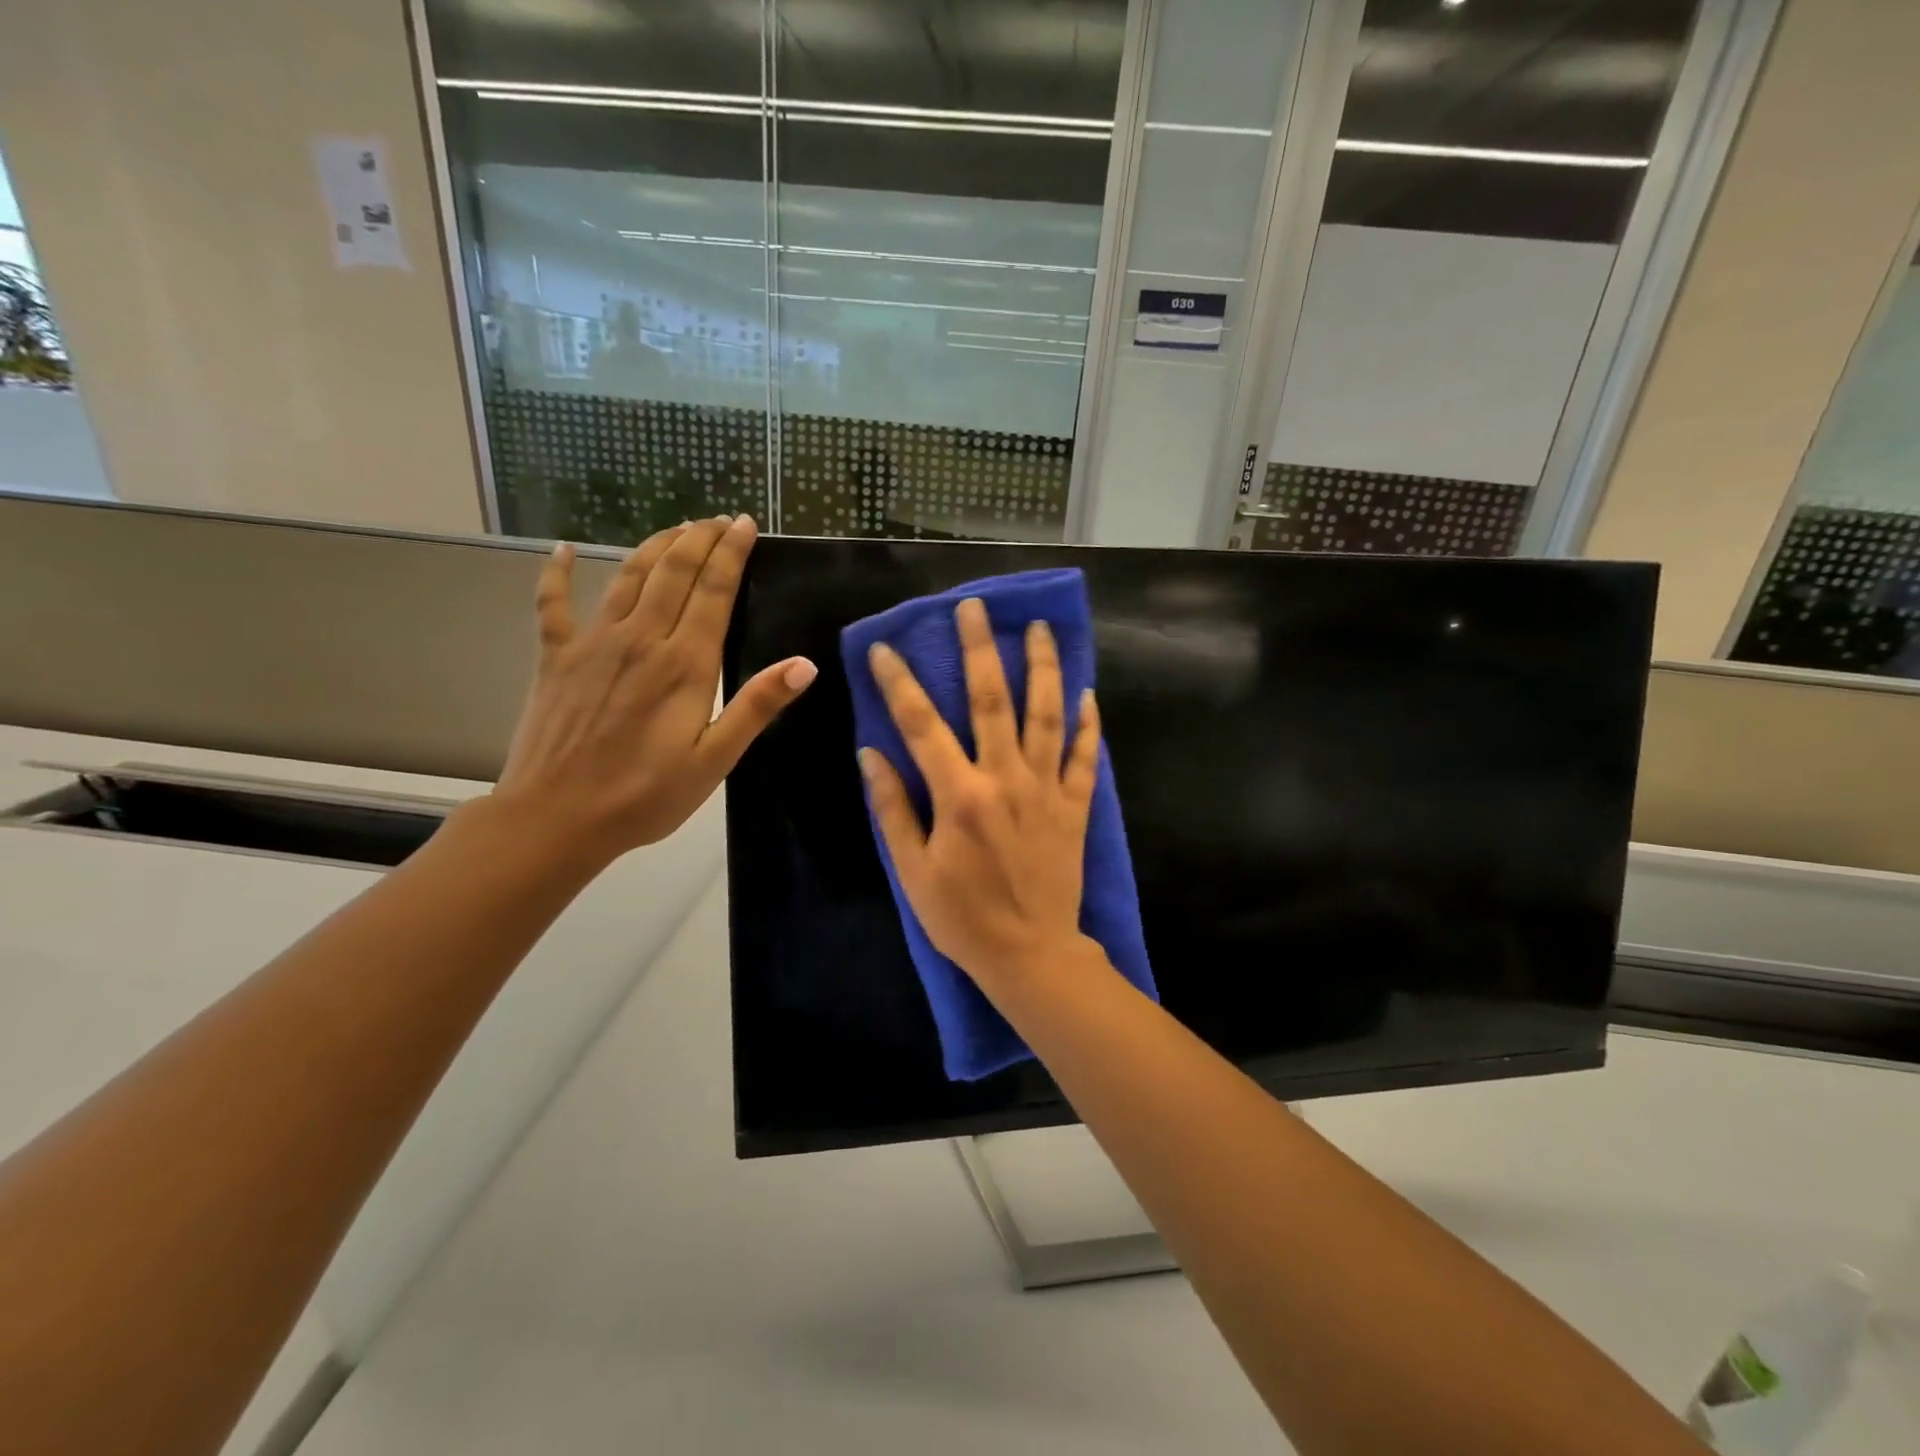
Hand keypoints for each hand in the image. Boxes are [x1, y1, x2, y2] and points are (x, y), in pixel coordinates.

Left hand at [490, 515, 814, 869]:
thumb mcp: (714, 760)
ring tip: (677, 528)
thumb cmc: (645, 796)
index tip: (745, 524)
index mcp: (684, 664)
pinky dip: (558, 573)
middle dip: (699, 539)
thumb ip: (756, 706)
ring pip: (628, 577)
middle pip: (674, 572)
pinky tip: (563, 550)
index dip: (731, 554)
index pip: (714, 592)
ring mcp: (593, 644)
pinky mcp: (555, 658)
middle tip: (719, 518)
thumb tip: (804, 664)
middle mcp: (641, 639)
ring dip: (655, 546)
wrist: (555, 818)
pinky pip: (553, 604)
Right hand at [860, 597, 1101, 990]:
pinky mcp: (1075, 807)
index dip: (900, 683)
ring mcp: (1046, 790)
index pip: (922, 725)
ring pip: (1046, 716)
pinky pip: (1084, 757)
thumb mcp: (913, 870)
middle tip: (976, 607)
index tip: (885, 649)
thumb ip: (893, 809)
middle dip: (981, 649)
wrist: (1030, 955)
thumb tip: (871, 754)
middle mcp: (1005, 780)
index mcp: (960, 796)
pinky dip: (1087, 724)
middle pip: (992, 701)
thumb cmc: (963, 918)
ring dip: (1043, 668)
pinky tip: (1087, 692)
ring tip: (1041, 629)